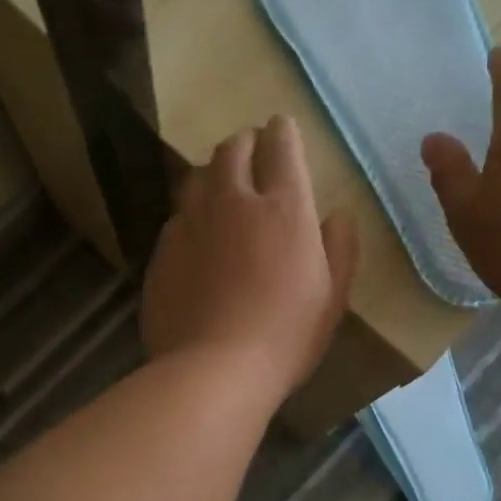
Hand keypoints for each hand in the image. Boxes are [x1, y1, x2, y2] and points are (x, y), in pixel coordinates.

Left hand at [142, 115, 358, 402]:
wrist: (212, 371)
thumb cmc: (286, 337)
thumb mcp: (332, 298)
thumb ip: (339, 248)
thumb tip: (338, 214)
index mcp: (283, 207)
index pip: (281, 145)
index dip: (283, 132)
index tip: (282, 129)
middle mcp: (232, 201)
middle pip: (232, 149)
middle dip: (245, 143)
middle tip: (254, 156)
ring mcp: (190, 223)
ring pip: (198, 177)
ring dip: (214, 175)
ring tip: (223, 193)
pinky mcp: (162, 251)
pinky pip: (178, 217)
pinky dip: (192, 216)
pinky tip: (198, 241)